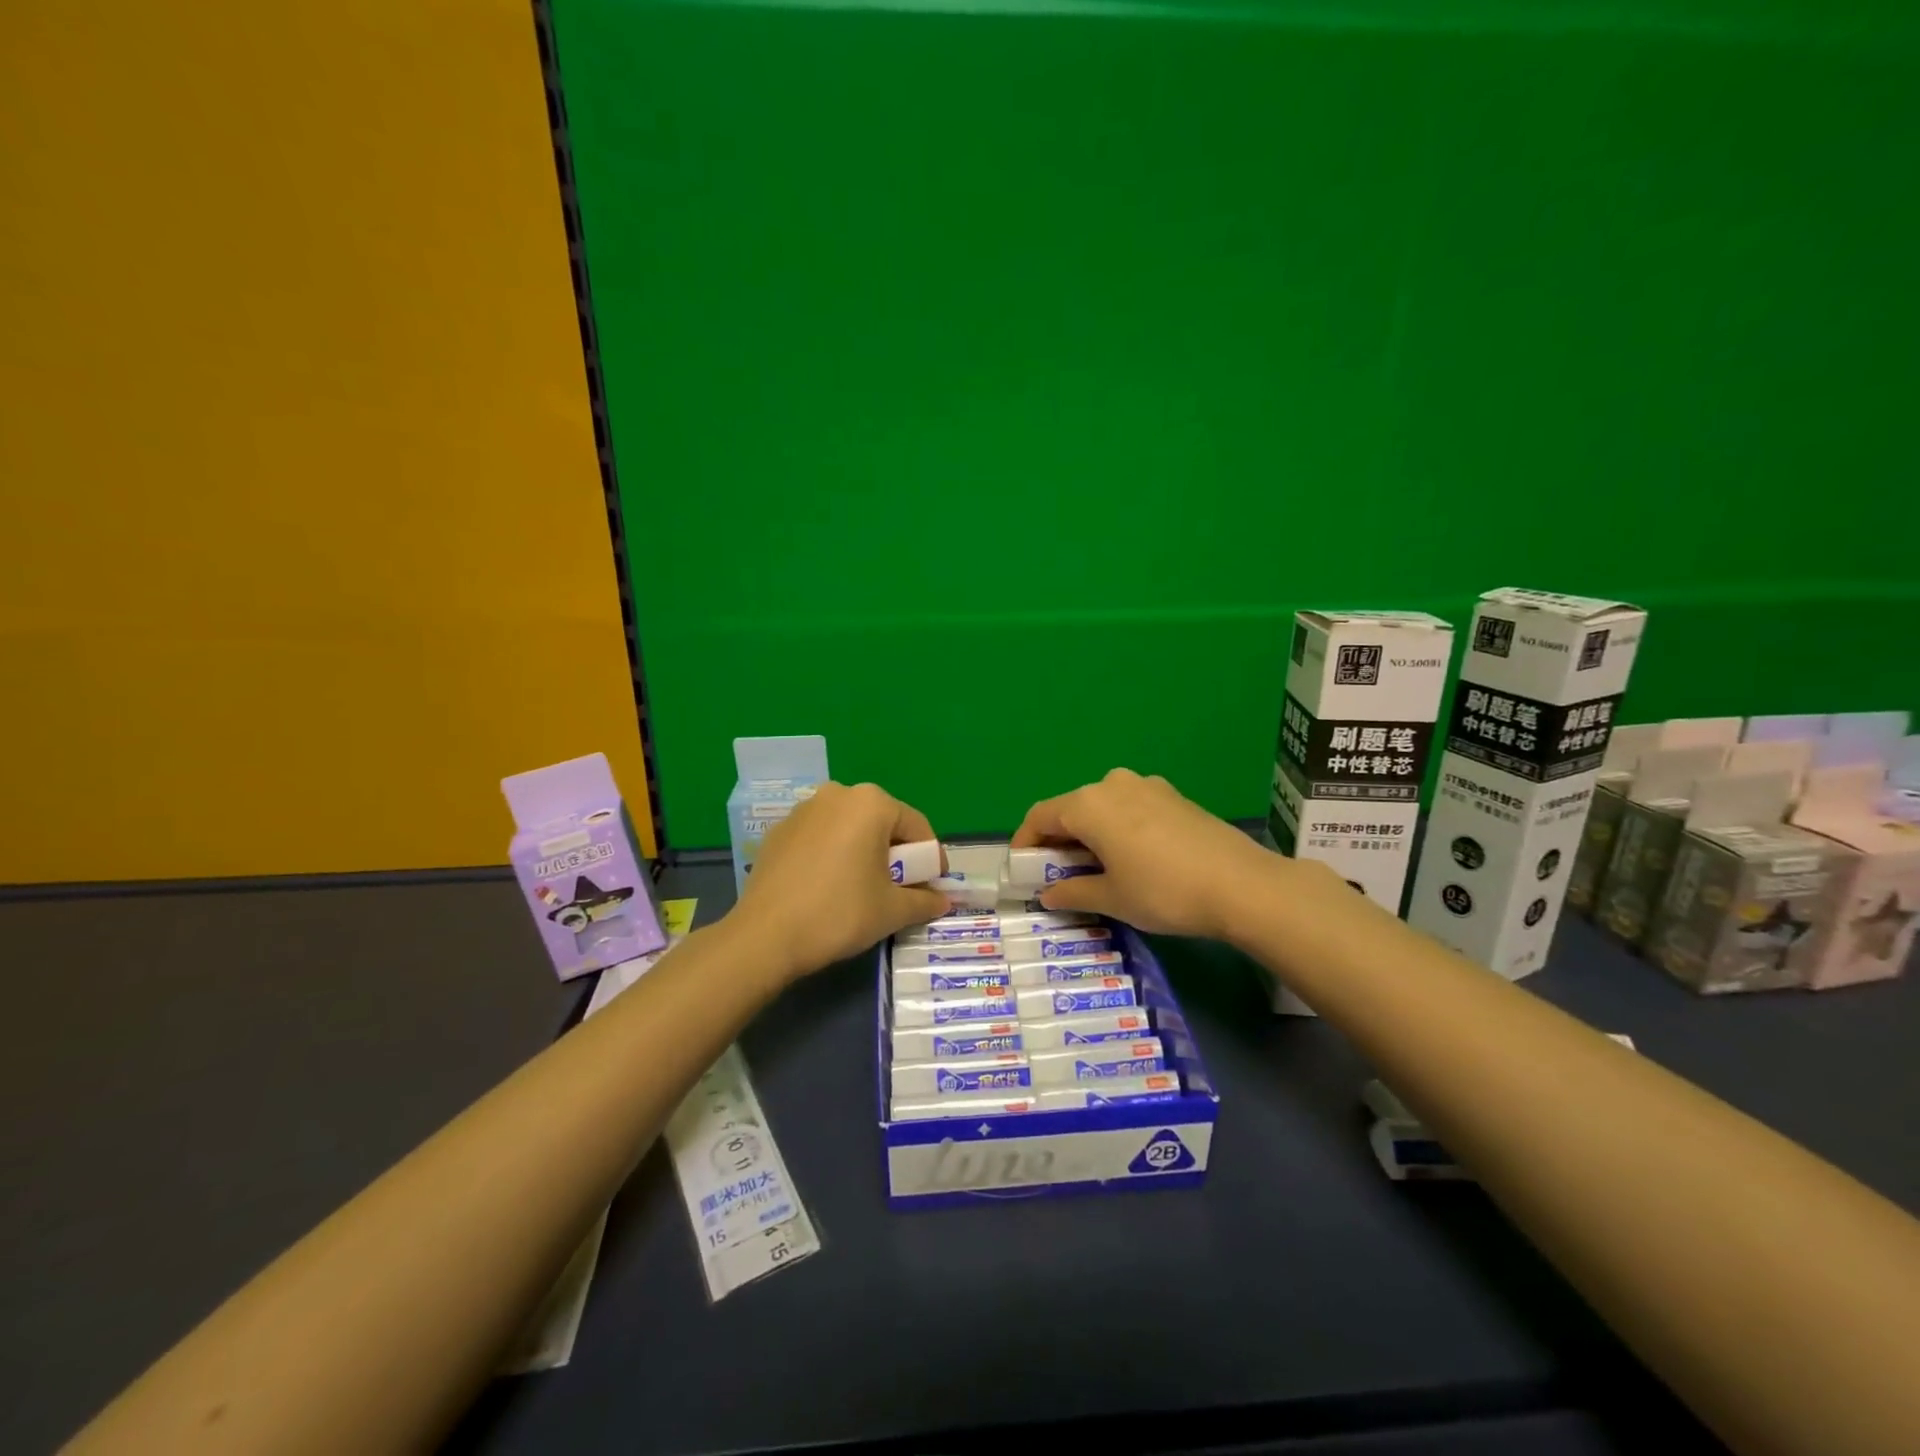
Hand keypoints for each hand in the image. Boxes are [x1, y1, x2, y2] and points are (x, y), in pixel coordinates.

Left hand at [731, 782, 949, 981]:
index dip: (931, 860)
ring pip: (850, 829)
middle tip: (901, 891)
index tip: (934, 888)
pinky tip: (829, 888)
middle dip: (897, 856)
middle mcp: (838, 794)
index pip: (916, 827)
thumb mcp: (892, 910)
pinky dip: (834, 856)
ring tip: (864, 890)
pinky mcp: (780, 831)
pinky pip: (821, 838)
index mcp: (871, 803)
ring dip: (865, 854)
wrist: (765, 936)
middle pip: (883, 824)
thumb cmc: (840, 913)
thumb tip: (942, 901)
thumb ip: (924, 901)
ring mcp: (804, 810)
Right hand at [1011, 768, 1285, 940]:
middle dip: (1058, 841)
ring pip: (1102, 807)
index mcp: (1088, 804)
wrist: (1242, 885)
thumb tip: (1048, 894)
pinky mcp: (1173, 796)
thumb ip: (1072, 892)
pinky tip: (1131, 858)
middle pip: (1071, 809)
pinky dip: (1117, 829)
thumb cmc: (1163, 891)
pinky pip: (1129, 808)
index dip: (1025, 843)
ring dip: (1089, 834)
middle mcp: (1112, 784)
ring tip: (1095, 869)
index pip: (1040, 816)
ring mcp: (1146, 786)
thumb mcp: (1111, 898)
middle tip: (1057, 876)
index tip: (1022, 870)